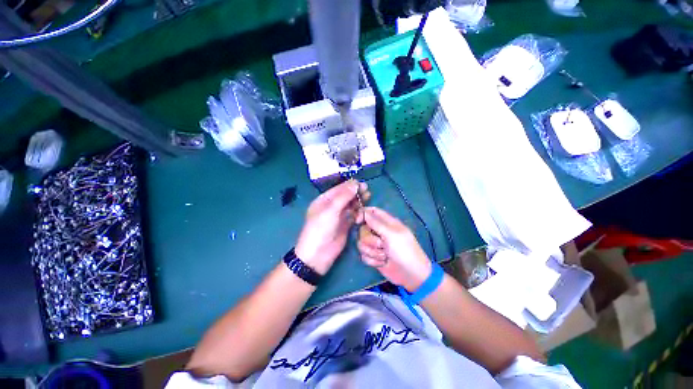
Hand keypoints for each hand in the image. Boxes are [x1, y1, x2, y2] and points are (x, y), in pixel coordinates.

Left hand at [295, 180, 367, 274]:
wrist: (318, 255)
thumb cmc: (320, 229)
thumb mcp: (330, 211)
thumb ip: (343, 197)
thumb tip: (355, 183)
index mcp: (324, 200)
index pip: (339, 189)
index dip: (350, 186)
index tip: (362, 184)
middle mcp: (332, 206)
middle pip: (346, 196)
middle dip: (356, 193)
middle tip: (367, 192)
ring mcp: (339, 216)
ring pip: (351, 205)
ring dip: (358, 203)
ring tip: (366, 200)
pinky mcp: (345, 225)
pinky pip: (353, 215)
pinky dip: (358, 213)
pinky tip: (360, 216)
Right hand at [358, 207, 431, 291]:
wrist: (411, 275)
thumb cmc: (404, 251)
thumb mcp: (392, 235)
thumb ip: (376, 223)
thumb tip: (364, 211)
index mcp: (387, 222)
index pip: (371, 211)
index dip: (363, 214)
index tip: (358, 222)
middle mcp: (379, 232)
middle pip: (363, 229)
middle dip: (370, 239)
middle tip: (381, 244)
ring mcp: (375, 245)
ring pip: (362, 243)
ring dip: (372, 251)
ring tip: (384, 256)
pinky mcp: (373, 256)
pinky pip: (363, 255)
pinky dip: (372, 260)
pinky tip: (382, 263)